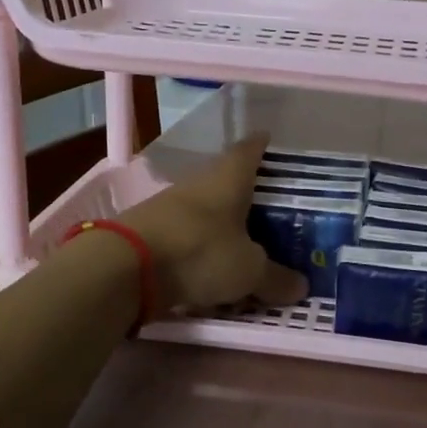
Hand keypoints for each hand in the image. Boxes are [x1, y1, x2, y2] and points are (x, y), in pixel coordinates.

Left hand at [120, 135, 309, 311]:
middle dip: (245, 193)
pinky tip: (208, 264)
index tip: (269, 140)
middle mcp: (198, 185)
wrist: (124, 268)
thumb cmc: (199, 252)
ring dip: (220, 223)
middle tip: (268, 206)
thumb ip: (275, 278)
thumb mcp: (248, 270)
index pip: (248, 151)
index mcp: (228, 180)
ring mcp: (168, 208)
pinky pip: (184, 235)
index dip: (260, 145)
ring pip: (203, 210)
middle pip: (225, 181)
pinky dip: (199, 246)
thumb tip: (302, 287)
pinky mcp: (148, 233)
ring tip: (242, 241)